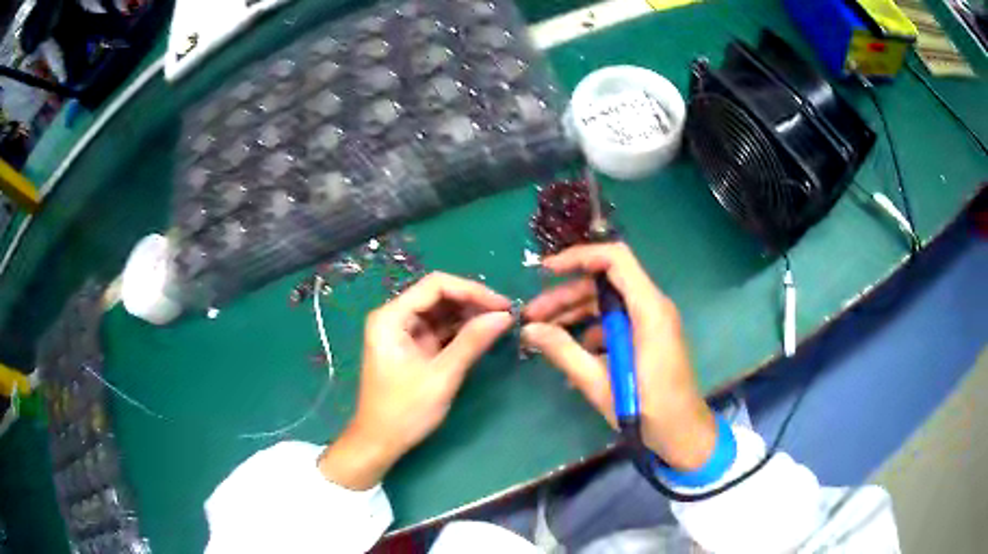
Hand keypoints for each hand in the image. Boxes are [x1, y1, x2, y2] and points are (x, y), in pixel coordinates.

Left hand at [319, 273, 512, 489]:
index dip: (472, 290)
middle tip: (505, 315)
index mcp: (391, 317)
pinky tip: (483, 335)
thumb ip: (472, 342)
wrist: (380, 442)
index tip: (502, 305)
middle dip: (472, 302)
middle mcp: (394, 317)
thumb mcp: (442, 376)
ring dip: (469, 316)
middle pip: (438, 295)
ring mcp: (402, 332)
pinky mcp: (411, 347)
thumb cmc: (405, 410)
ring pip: (441, 312)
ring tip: (500, 323)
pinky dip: (460, 331)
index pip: (436, 285)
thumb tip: (504, 316)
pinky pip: (439, 329)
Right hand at [522, 243, 716, 470]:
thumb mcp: (600, 384)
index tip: (545, 271)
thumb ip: (564, 352)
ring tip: (541, 332)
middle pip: (605, 283)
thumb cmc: (648, 410)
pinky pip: (615, 322)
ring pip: (607, 303)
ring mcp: (651, 322)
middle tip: (532, 314)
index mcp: (649, 311)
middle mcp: (652, 307)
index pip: (615, 259)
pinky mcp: (647, 337)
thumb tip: (528, 329)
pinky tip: (570, 354)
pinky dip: (590, 331)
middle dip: (566, 294)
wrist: (683, 434)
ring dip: (574, 313)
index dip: (579, 257)